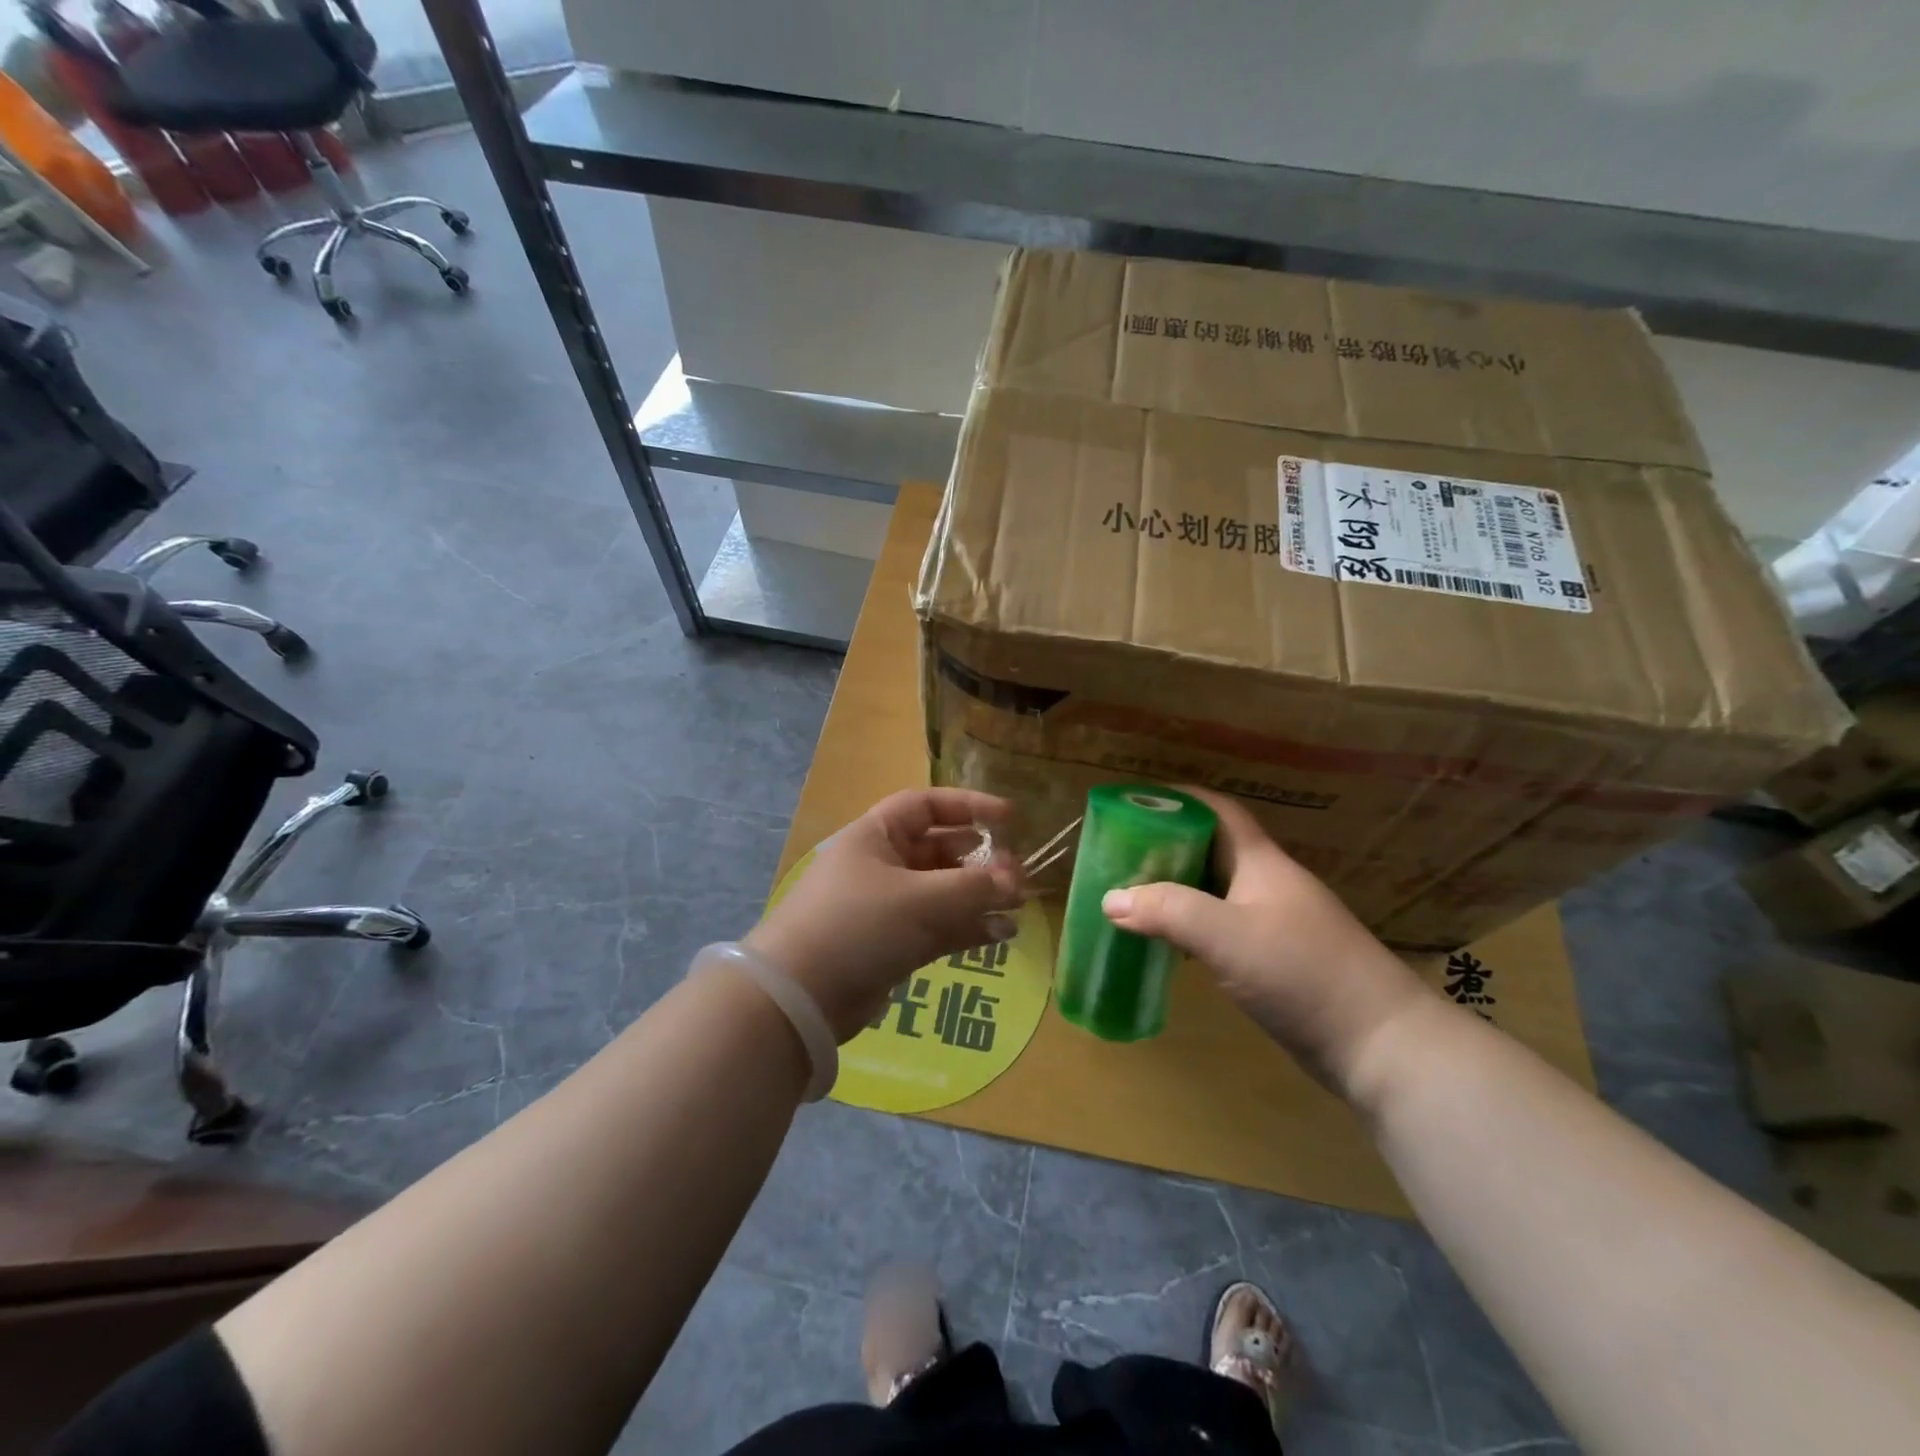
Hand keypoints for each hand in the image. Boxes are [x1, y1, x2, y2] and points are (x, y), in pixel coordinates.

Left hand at [745, 789, 1024, 1041]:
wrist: (800, 997)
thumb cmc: (859, 925)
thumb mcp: (921, 899)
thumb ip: (975, 888)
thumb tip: (1016, 882)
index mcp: (877, 836)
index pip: (927, 806)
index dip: (969, 807)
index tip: (1010, 818)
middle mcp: (881, 864)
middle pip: (939, 850)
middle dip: (980, 860)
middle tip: (1017, 874)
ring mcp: (886, 907)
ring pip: (942, 892)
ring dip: (979, 897)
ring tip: (1018, 906)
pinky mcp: (891, 945)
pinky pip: (938, 926)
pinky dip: (967, 927)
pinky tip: (1002, 934)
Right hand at [1099, 788, 1432, 1093]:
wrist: (1379, 1044)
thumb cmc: (1302, 972)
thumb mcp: (1226, 935)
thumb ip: (1167, 911)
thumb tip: (1110, 898)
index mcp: (1262, 863)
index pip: (1218, 811)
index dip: (1179, 798)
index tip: (1135, 801)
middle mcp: (1269, 885)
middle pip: (1213, 849)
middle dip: (1168, 844)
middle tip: (1121, 853)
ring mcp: (1276, 923)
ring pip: (1216, 891)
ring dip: (1178, 888)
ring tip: (1133, 894)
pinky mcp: (1278, 960)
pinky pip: (1223, 928)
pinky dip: (1192, 926)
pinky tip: (1169, 942)